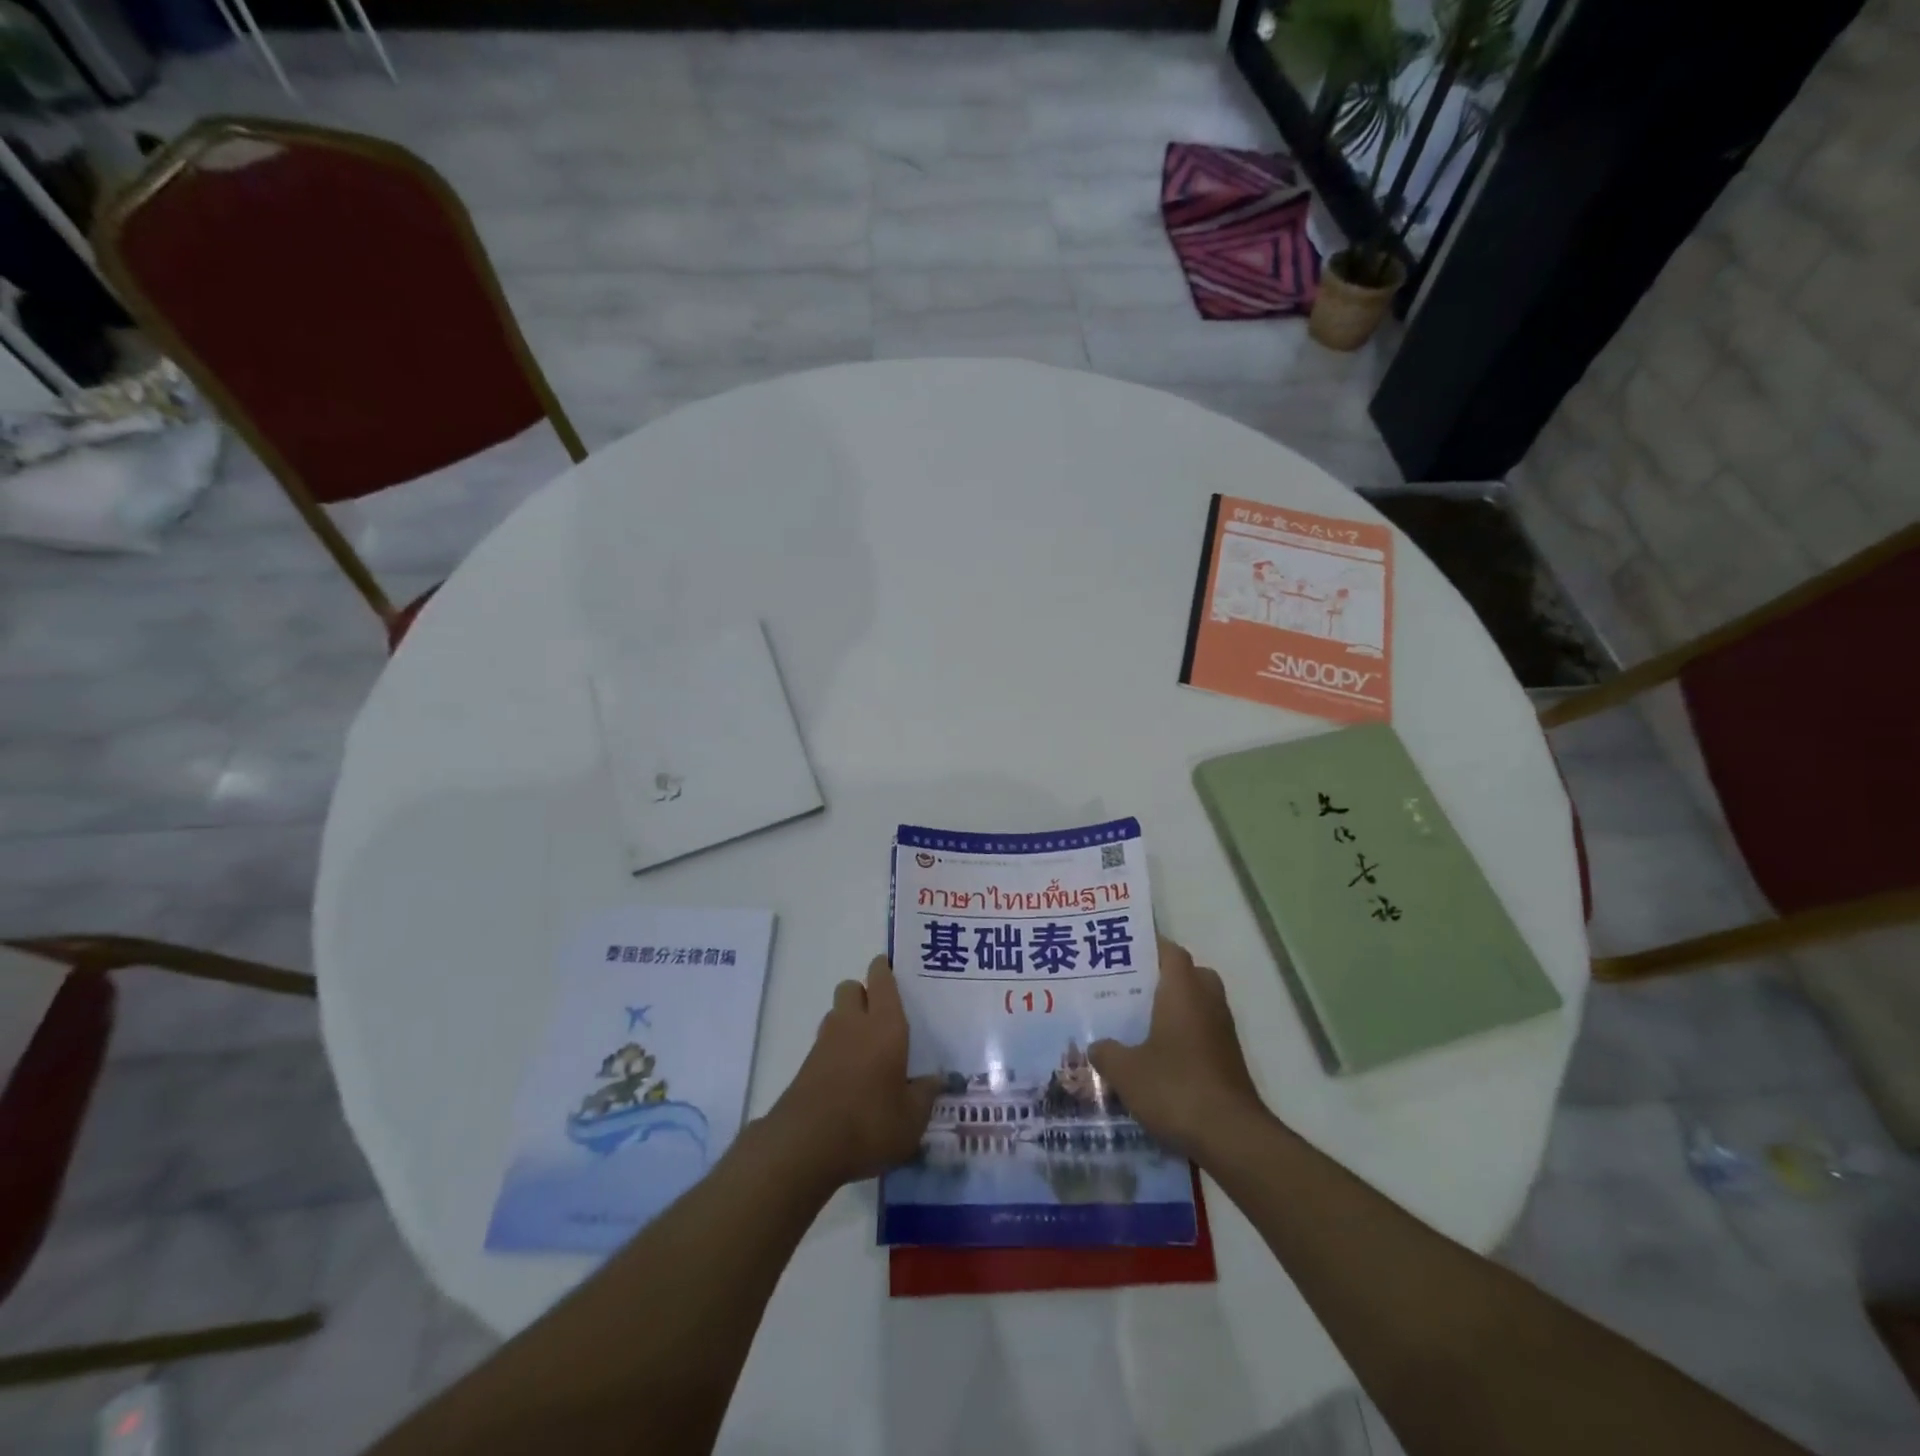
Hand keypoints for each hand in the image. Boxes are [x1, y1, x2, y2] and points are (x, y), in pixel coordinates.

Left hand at [767, 957, 940, 1187]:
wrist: (805, 1145)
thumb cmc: (869, 1123)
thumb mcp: (911, 1118)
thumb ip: (926, 1094)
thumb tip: (940, 1079)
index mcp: (885, 1025)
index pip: (881, 979)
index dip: (884, 969)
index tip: (893, 970)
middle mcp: (853, 1024)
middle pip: (851, 987)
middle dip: (864, 992)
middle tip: (883, 1015)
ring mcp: (825, 1043)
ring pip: (836, 1012)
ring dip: (849, 1019)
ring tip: (868, 1047)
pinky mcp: (806, 1066)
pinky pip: (825, 1042)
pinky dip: (836, 1049)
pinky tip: (850, 1076)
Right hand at [1090, 939, 1262, 1159]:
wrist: (1231, 1137)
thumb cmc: (1175, 1088)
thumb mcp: (1126, 1071)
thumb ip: (1107, 1052)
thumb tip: (1096, 1045)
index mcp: (1184, 991)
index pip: (1170, 951)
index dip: (1148, 947)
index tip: (1122, 953)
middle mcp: (1207, 1002)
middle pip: (1188, 975)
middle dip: (1162, 978)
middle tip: (1129, 989)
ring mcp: (1223, 1032)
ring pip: (1197, 1005)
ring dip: (1173, 1010)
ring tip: (1137, 1023)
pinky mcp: (1228, 1060)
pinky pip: (1202, 1033)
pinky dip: (1183, 1037)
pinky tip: (1156, 1058)